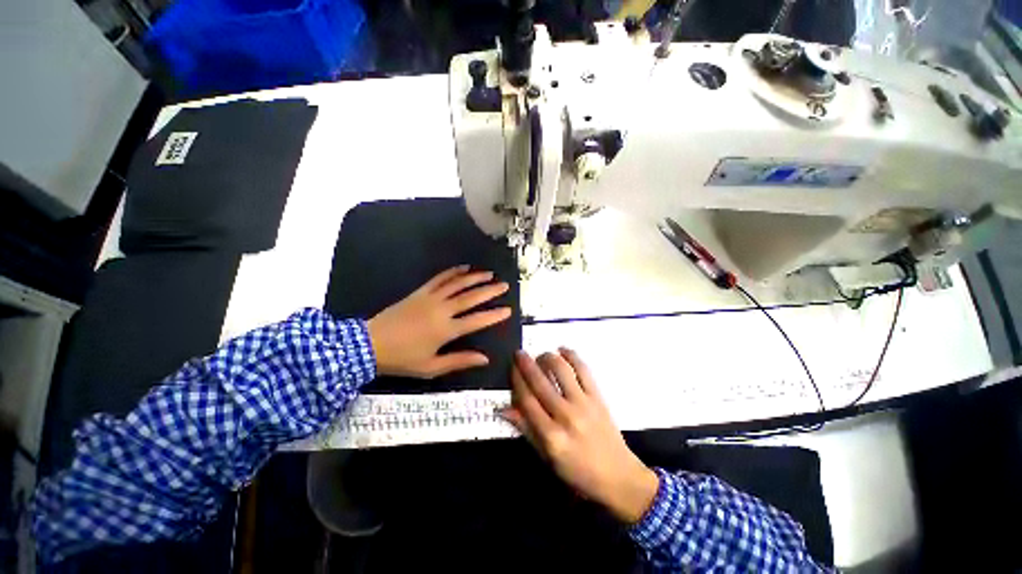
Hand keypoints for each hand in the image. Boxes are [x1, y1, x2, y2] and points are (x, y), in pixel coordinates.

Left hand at [367, 265, 511, 377]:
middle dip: (490, 291)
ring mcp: (430, 298)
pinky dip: (453, 272)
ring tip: (490, 274)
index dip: (494, 315)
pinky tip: (464, 267)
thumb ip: (459, 361)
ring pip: (457, 284)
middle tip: (504, 285)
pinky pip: (439, 278)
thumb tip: (485, 359)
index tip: (508, 309)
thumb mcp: (432, 367)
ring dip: (475, 277)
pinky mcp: (420, 292)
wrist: (370, 344)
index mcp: (446, 330)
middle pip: (471, 297)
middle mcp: (442, 310)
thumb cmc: (402, 359)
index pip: (477, 320)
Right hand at [502, 349, 658, 523]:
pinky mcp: (598, 397)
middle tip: (519, 353)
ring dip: (548, 357)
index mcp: (551, 436)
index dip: (517, 381)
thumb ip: (526, 430)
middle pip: (540, 382)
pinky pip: (583, 370)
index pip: (527, 400)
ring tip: (541, 354)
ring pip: (561, 371)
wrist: (618, 476)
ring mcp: (584, 404)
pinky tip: (563, 350)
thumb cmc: (578, 472)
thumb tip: (504, 409)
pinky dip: (572, 356)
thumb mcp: (547, 458)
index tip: (512, 368)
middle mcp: (566, 416)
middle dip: (526, 364)